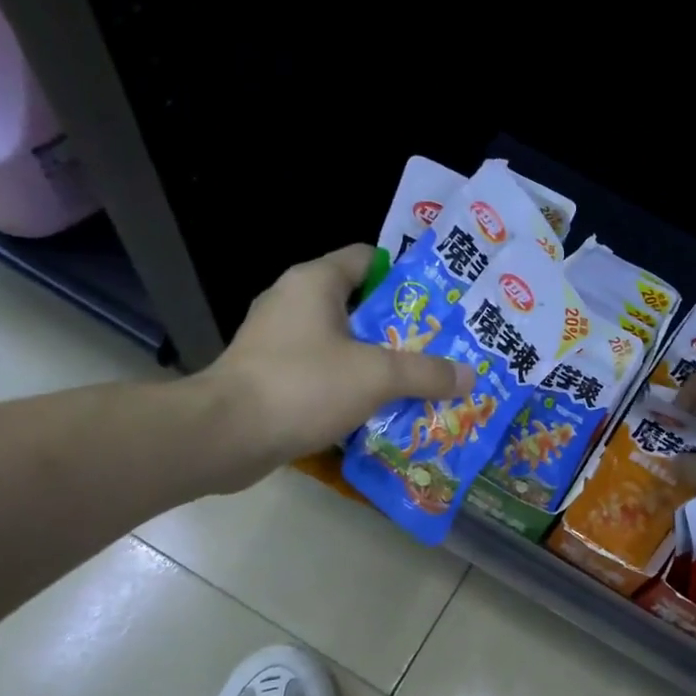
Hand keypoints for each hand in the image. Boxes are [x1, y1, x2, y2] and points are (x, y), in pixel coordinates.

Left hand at [196, 244, 475, 489]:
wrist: (224, 436)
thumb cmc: (302, 386)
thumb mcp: (376, 376)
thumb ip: (426, 372)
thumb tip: (470, 376)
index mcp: (315, 282)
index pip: (369, 259)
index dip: (406, 276)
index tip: (440, 301)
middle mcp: (293, 302)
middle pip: (360, 304)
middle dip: (400, 327)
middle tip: (441, 346)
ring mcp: (277, 340)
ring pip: (341, 342)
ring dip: (377, 360)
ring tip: (418, 380)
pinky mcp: (269, 376)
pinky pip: (322, 372)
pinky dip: (349, 385)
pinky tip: (379, 408)